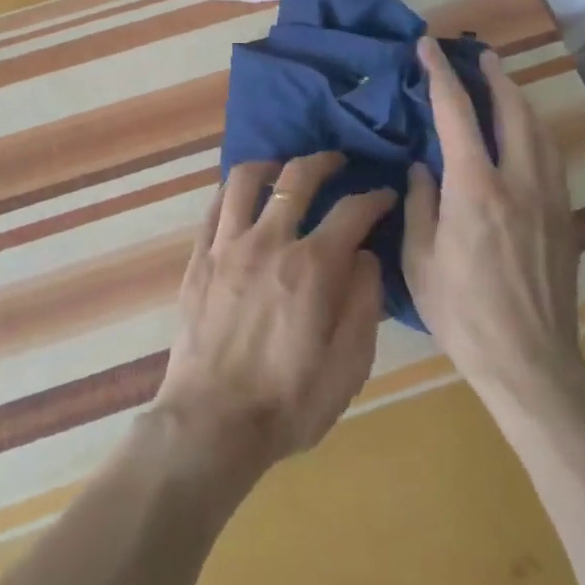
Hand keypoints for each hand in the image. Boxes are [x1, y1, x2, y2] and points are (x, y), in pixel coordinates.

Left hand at [152, 152, 391, 479]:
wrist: (211, 423)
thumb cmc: (288, 402)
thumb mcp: (348, 366)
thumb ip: (363, 303)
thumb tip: (366, 256)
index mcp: (313, 267)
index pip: (352, 211)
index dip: (374, 197)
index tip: (384, 195)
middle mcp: (269, 242)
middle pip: (298, 178)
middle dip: (324, 162)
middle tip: (338, 162)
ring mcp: (228, 246)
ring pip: (246, 179)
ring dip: (272, 165)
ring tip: (284, 170)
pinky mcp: (200, 258)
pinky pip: (215, 206)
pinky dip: (233, 191)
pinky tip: (243, 197)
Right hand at [403, 37, 584, 412]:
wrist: (531, 361)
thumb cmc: (462, 313)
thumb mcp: (420, 259)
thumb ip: (419, 203)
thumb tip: (423, 168)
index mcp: (475, 188)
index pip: (456, 114)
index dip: (440, 75)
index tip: (428, 47)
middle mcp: (518, 181)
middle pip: (511, 110)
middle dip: (493, 77)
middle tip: (478, 56)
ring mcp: (549, 198)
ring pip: (539, 130)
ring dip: (519, 100)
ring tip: (503, 85)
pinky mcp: (565, 217)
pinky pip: (552, 157)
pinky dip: (536, 131)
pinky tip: (527, 135)